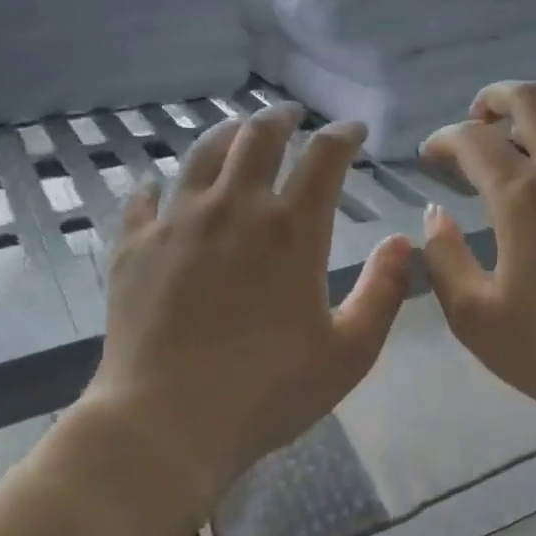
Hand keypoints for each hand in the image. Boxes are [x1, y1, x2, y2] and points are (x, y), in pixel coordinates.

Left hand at [80, 105, 412, 503]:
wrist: (167, 421)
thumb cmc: (269, 391)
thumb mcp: (350, 352)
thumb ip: (384, 292)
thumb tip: (402, 242)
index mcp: (292, 230)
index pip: (324, 158)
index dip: (343, 135)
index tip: (353, 130)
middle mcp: (234, 208)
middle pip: (257, 137)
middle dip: (281, 118)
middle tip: (292, 115)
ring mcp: (177, 222)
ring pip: (201, 154)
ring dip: (226, 134)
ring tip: (237, 131)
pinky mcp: (133, 246)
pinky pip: (144, 198)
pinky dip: (159, 185)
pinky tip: (160, 187)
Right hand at [419, 82, 535, 437]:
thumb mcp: (475, 317)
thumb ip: (444, 259)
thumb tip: (435, 215)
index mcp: (524, 197)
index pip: (473, 141)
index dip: (444, 140)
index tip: (430, 156)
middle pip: (532, 100)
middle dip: (495, 99)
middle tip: (477, 120)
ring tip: (521, 147)